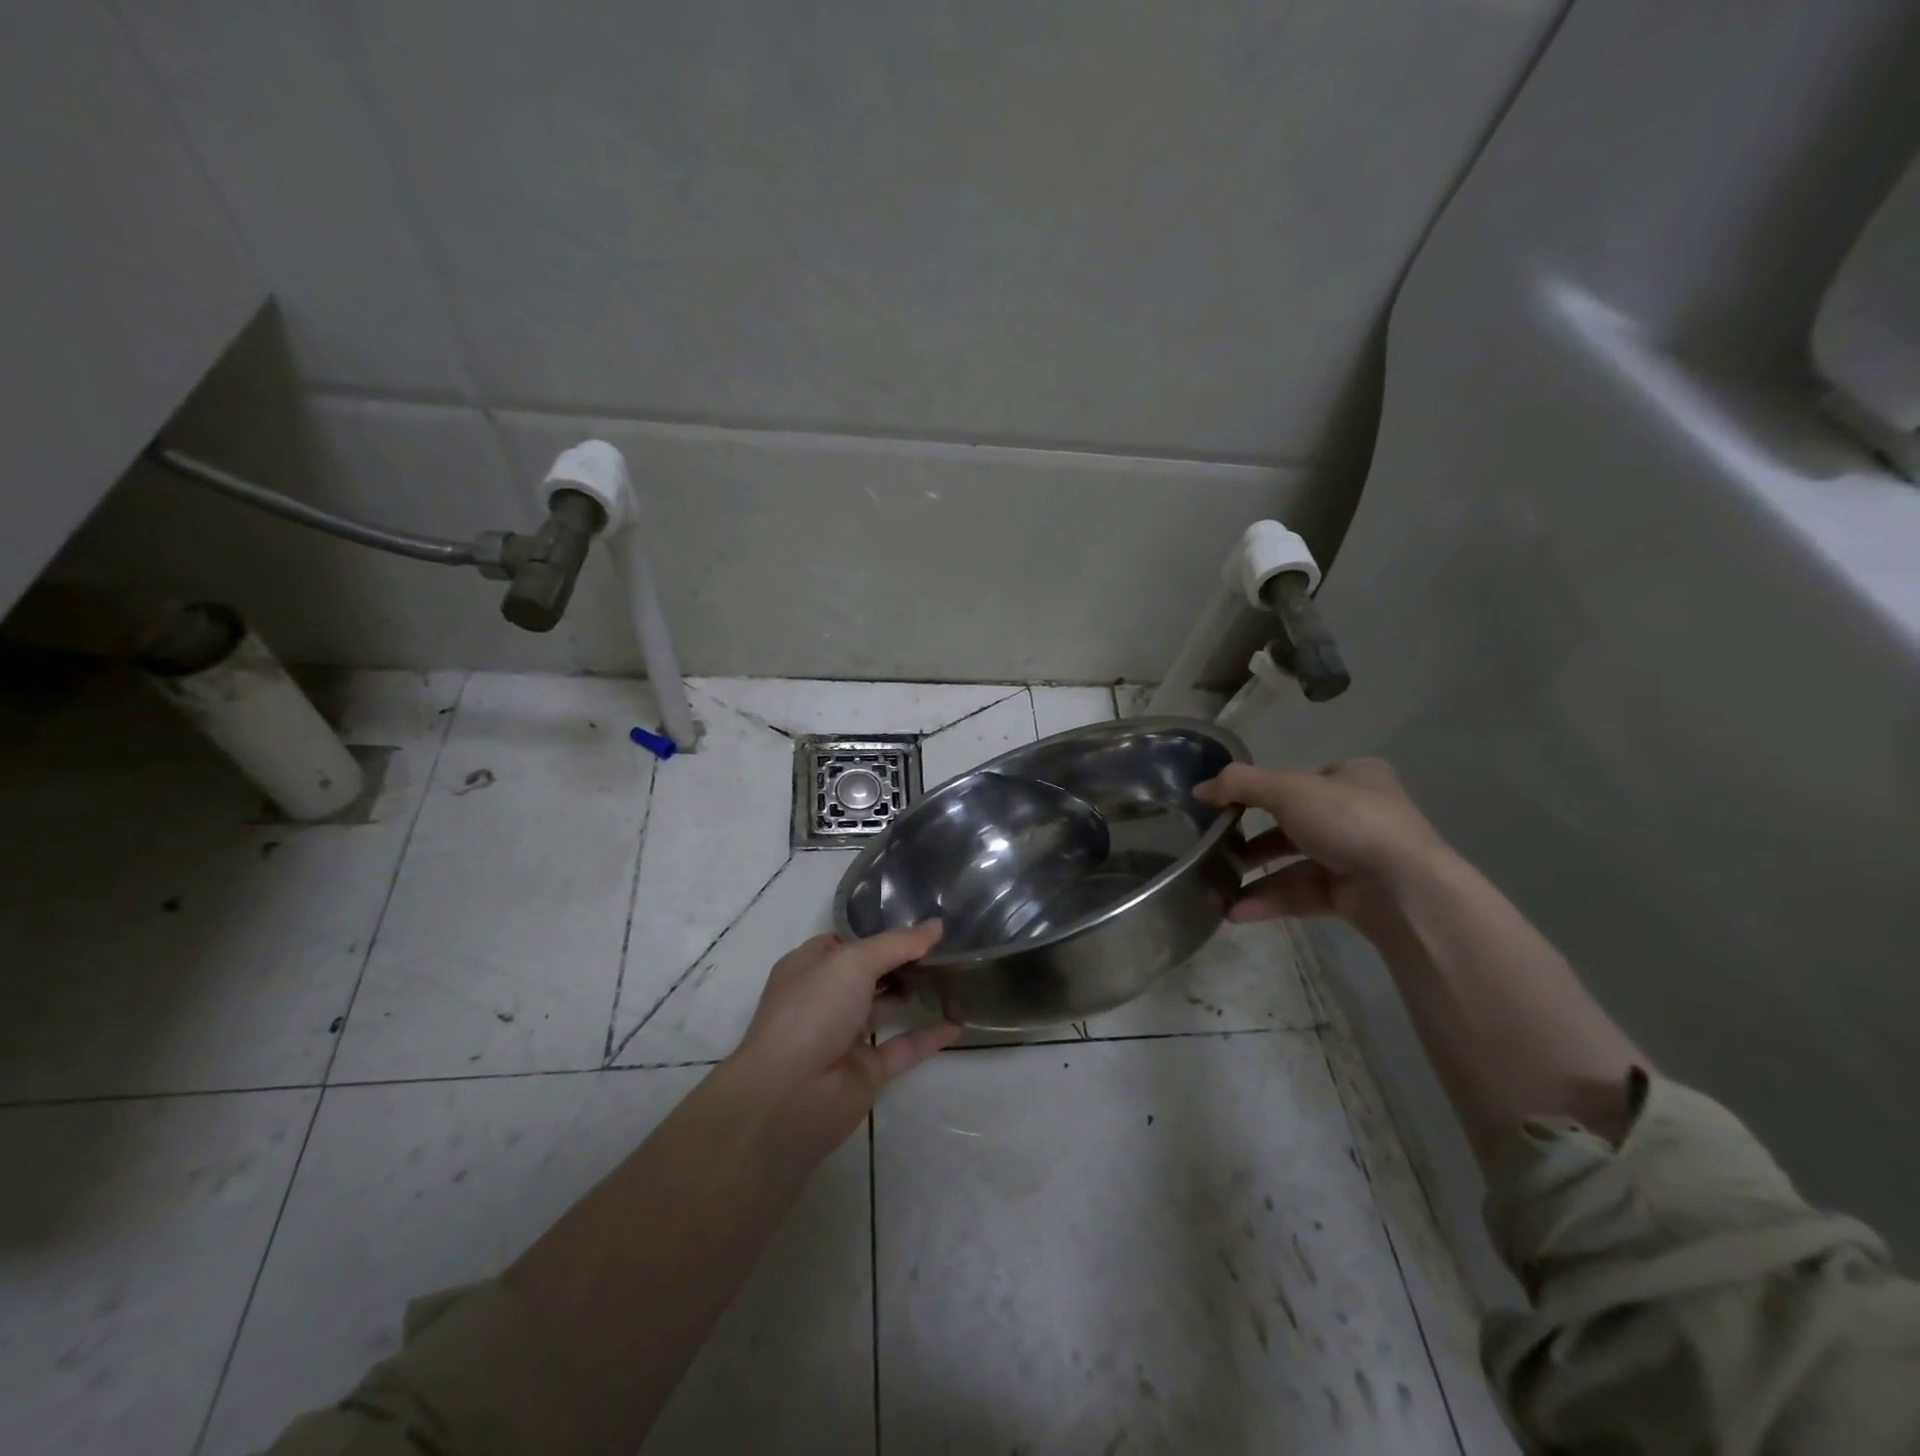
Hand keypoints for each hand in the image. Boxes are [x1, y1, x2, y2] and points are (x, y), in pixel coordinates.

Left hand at [726, 923, 959, 1156]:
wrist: (789, 1096)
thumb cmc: (812, 1011)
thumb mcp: (852, 962)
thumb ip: (897, 944)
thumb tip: (937, 925)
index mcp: (810, 967)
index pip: (847, 941)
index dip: (879, 930)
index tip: (919, 920)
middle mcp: (826, 998)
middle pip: (870, 972)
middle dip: (902, 959)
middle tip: (945, 943)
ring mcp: (845, 1035)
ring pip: (886, 1007)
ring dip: (915, 992)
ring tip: (954, 973)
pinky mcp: (866, 1070)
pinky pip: (903, 1047)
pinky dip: (928, 1036)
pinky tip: (957, 1023)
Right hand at [1194, 758, 1450, 931]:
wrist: (1405, 889)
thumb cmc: (1348, 821)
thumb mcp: (1287, 790)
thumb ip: (1240, 785)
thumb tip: (1198, 789)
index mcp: (1355, 777)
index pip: (1301, 779)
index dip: (1264, 791)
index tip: (1229, 807)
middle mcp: (1360, 814)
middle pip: (1294, 823)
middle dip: (1254, 840)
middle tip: (1219, 849)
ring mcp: (1358, 857)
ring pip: (1296, 863)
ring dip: (1256, 876)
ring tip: (1217, 887)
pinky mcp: (1353, 896)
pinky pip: (1303, 893)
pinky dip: (1270, 900)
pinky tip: (1236, 912)